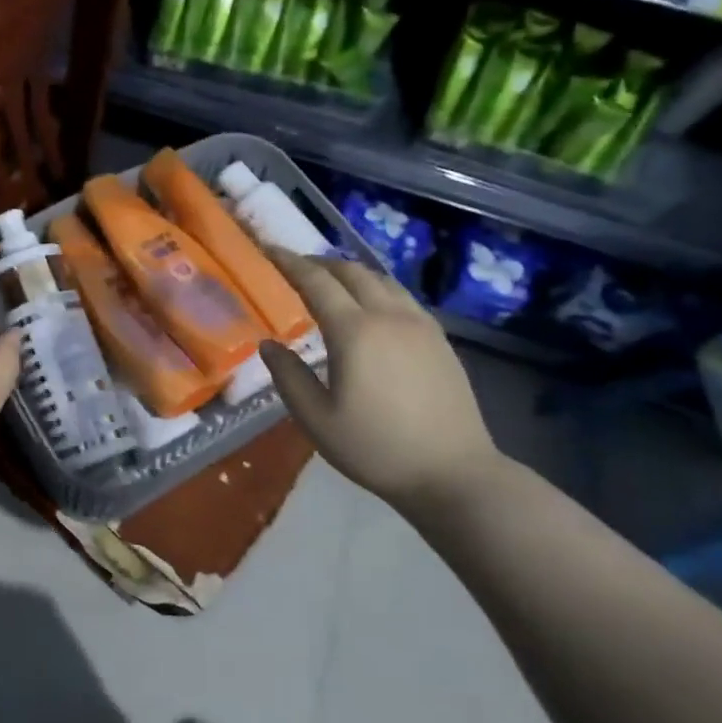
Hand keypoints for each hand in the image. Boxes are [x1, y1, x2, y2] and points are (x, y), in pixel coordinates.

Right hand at [260, 251, 505, 517]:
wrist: (453, 472)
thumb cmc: (376, 448)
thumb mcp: (317, 420)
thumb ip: (289, 377)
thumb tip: (268, 344)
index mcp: (355, 332)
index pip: (316, 282)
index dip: (290, 262)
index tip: (269, 249)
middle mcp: (389, 316)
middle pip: (351, 271)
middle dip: (319, 262)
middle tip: (295, 266)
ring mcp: (420, 324)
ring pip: (380, 279)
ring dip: (350, 272)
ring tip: (330, 282)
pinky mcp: (439, 338)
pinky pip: (401, 296)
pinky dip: (376, 288)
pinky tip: (370, 306)